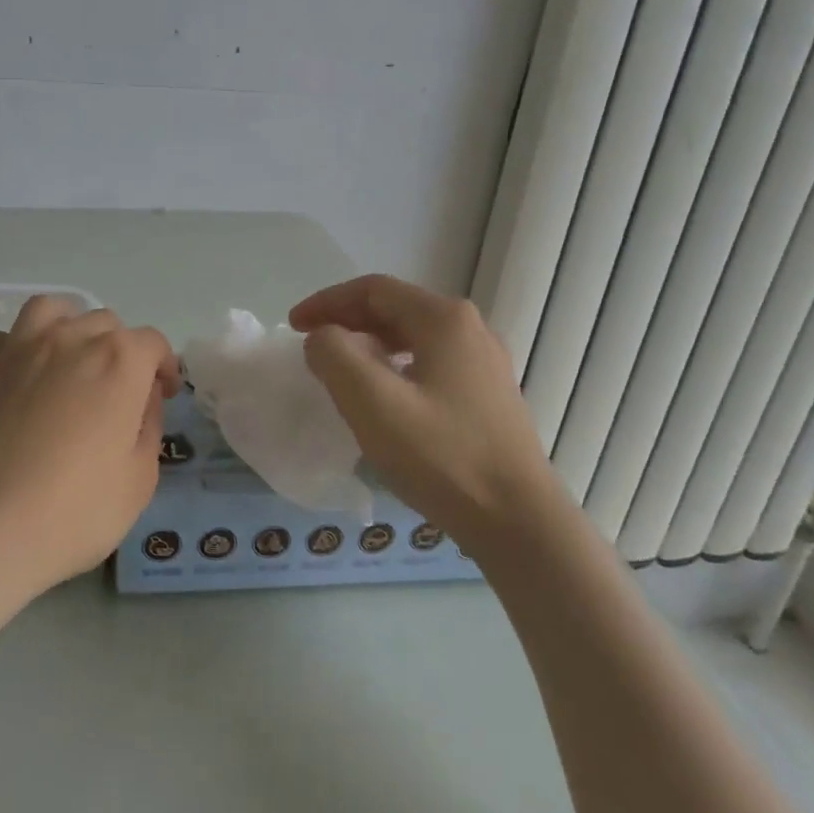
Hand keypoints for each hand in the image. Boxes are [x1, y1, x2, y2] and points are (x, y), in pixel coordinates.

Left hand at [0, 295, 178, 597]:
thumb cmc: (71, 511)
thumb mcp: (138, 481)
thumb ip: (148, 428)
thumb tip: (142, 400)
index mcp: (119, 361)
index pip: (152, 343)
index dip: (163, 367)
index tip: (161, 395)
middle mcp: (71, 339)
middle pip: (106, 325)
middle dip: (120, 352)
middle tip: (116, 393)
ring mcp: (20, 347)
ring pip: (54, 312)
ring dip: (71, 329)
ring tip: (69, 362)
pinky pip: (8, 337)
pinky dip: (22, 349)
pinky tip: (22, 380)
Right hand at [289, 275, 554, 540]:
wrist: (519, 522)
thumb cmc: (442, 456)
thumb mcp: (371, 401)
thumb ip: (334, 355)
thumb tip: (324, 338)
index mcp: (444, 319)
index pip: (373, 290)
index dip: (327, 302)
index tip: (294, 326)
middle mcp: (470, 329)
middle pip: (395, 308)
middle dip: (347, 321)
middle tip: (311, 344)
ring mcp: (484, 364)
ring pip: (413, 337)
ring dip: (369, 344)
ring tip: (341, 368)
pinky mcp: (488, 396)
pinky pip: (429, 363)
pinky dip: (394, 366)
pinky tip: (383, 397)